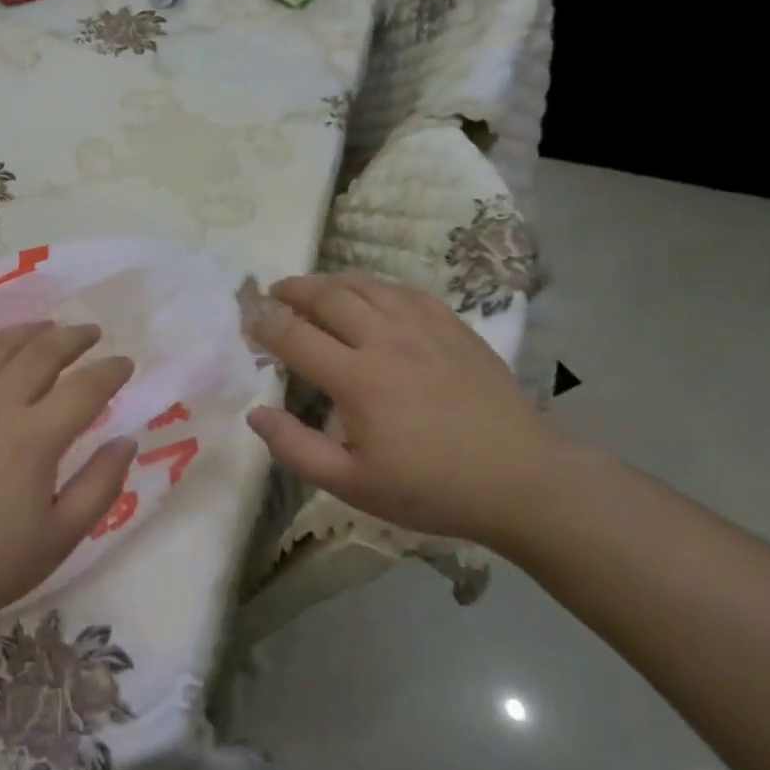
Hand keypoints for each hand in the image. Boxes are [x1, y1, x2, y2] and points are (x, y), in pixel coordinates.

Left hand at [0, 322, 135, 660]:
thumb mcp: (58, 539)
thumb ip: (100, 486)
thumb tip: (126, 441)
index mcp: (33, 438)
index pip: (84, 387)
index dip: (110, 371)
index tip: (125, 364)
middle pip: (42, 351)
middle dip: (74, 337)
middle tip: (93, 334)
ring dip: (30, 331)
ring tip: (50, 328)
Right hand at [245, 274, 568, 549]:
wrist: (520, 479)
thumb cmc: (431, 488)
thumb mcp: (353, 485)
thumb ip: (296, 449)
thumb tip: (255, 413)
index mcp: (357, 379)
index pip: (294, 335)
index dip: (264, 325)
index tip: (249, 324)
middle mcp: (385, 339)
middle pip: (326, 296)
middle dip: (292, 290)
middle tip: (273, 293)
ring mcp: (423, 326)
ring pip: (364, 285)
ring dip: (329, 281)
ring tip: (311, 288)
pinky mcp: (452, 325)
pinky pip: (402, 290)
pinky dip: (373, 285)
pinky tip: (368, 294)